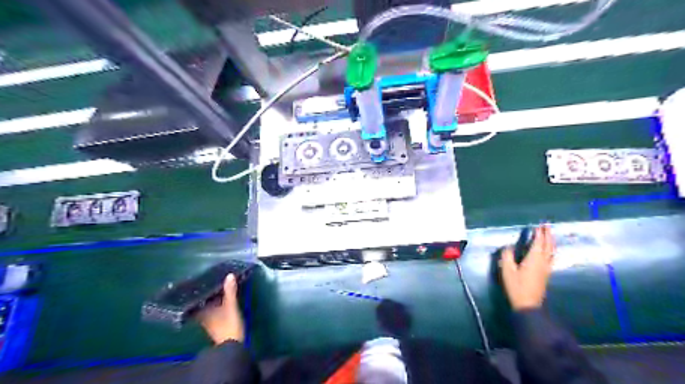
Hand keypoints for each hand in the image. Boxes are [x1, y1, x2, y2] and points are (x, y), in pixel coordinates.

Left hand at [197, 273, 244, 344]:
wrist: (231, 346)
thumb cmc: (228, 325)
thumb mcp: (231, 306)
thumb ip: (230, 291)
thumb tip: (229, 274)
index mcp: (202, 311)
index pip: (195, 299)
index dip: (195, 291)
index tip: (198, 281)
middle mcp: (203, 316)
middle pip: (202, 302)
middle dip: (206, 293)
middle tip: (210, 280)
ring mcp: (209, 321)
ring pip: (208, 306)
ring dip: (212, 298)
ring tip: (217, 286)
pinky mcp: (216, 324)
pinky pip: (214, 310)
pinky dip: (216, 304)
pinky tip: (222, 299)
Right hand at [498, 227, 554, 310]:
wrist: (528, 304)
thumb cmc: (516, 286)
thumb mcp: (507, 270)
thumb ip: (507, 256)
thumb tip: (508, 246)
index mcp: (534, 259)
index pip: (538, 243)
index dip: (539, 233)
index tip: (539, 225)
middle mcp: (543, 262)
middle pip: (548, 246)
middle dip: (548, 235)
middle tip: (547, 226)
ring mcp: (546, 268)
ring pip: (552, 252)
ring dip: (551, 242)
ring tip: (549, 235)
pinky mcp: (546, 274)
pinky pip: (551, 257)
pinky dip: (551, 250)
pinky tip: (549, 251)